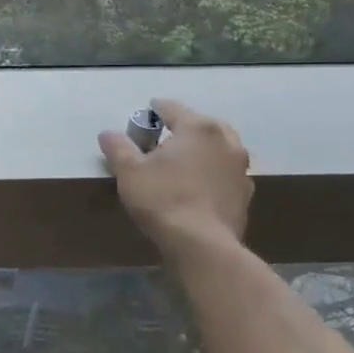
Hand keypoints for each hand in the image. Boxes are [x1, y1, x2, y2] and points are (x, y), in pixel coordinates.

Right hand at [99, 98, 253, 256]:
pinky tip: (197, 185)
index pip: (172, 108)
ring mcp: (240, 167)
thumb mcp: (128, 171)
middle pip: (201, 124)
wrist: (202, 244)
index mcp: (198, 128)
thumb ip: (118, 147)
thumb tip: (108, 133)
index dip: (155, 108)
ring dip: (201, 149)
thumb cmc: (163, 198)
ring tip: (182, 161)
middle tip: (163, 137)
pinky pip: (225, 172)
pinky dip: (212, 172)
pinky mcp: (245, 193)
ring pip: (218, 147)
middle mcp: (225, 141)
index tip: (145, 112)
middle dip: (183, 127)